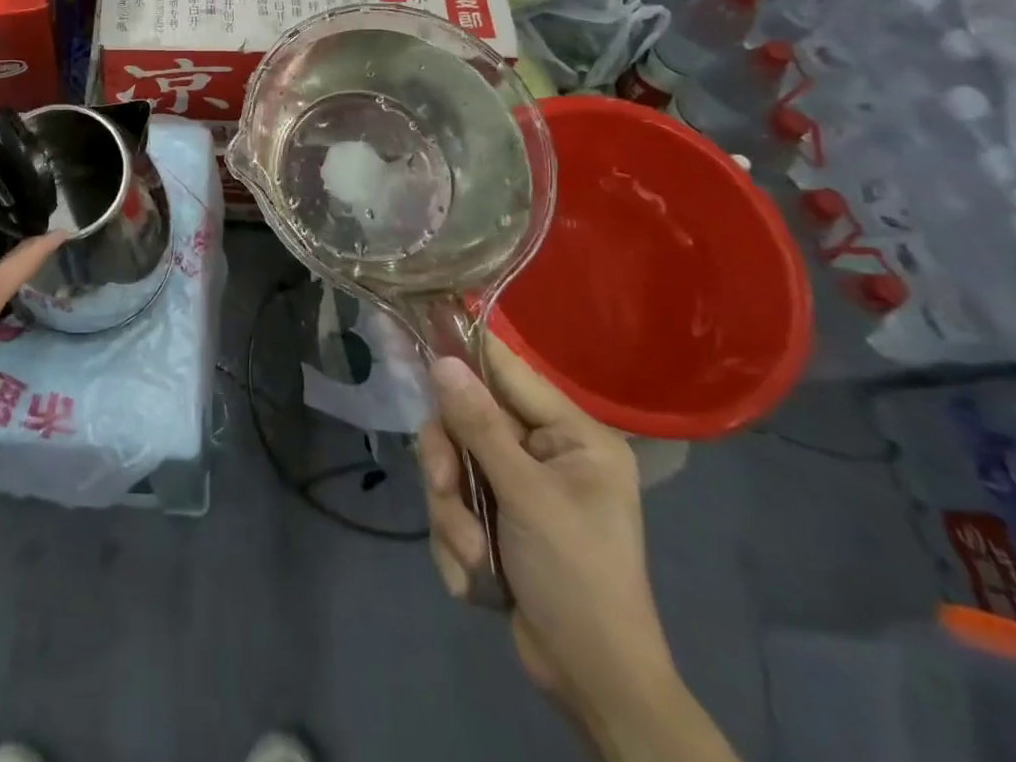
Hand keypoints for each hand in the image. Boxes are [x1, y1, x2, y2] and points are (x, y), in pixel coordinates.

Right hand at [417, 342, 678, 729]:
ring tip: (472, 553)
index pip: (509, 372)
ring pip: (454, 465)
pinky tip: (476, 575)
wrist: (593, 685)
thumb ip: (480, 426)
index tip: (422, 330)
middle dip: (451, 464)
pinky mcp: (497, 519)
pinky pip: (454, 503)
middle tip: (446, 490)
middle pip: (468, 421)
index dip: (466, 352)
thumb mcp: (527, 497)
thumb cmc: (576, 578)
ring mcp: (519, 486)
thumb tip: (442, 359)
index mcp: (572, 437)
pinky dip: (456, 539)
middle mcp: (545, 452)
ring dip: (452, 511)